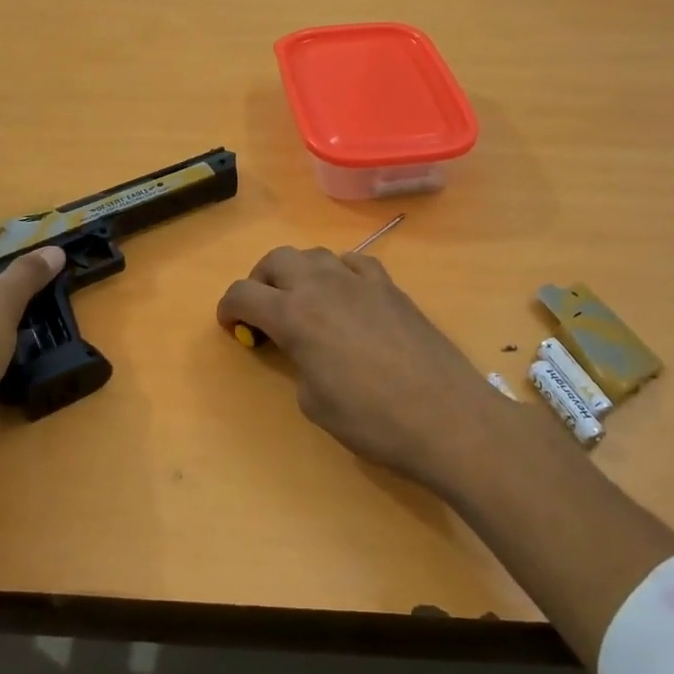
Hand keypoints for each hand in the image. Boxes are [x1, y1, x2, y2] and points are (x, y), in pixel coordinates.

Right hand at [216, 246, 512, 491]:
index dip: (228, 309)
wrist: (445, 415)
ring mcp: (360, 280)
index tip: (232, 326)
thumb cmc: (372, 420)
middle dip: (260, 281)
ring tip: (305, 303)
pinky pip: (354, 262)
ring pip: (315, 254)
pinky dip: (339, 272)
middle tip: (264, 311)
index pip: (243, 293)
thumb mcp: (314, 402)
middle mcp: (322, 285)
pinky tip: (347, 296)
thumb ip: (298, 363)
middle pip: (276, 259)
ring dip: (299, 273)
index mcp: (294, 315)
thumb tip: (304, 350)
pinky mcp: (391, 287)